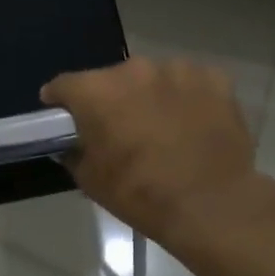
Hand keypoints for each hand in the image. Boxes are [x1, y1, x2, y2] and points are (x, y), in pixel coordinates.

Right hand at [40, 58, 265, 248]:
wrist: (211, 205)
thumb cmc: (141, 194)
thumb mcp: (90, 180)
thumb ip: (75, 152)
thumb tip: (73, 143)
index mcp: (97, 91)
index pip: (64, 85)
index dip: (60, 101)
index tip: (63, 116)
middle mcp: (135, 69)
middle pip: (112, 79)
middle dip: (112, 99)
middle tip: (120, 129)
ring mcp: (178, 70)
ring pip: (154, 79)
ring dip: (151, 97)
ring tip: (163, 128)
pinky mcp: (215, 79)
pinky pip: (191, 84)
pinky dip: (187, 99)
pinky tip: (194, 125)